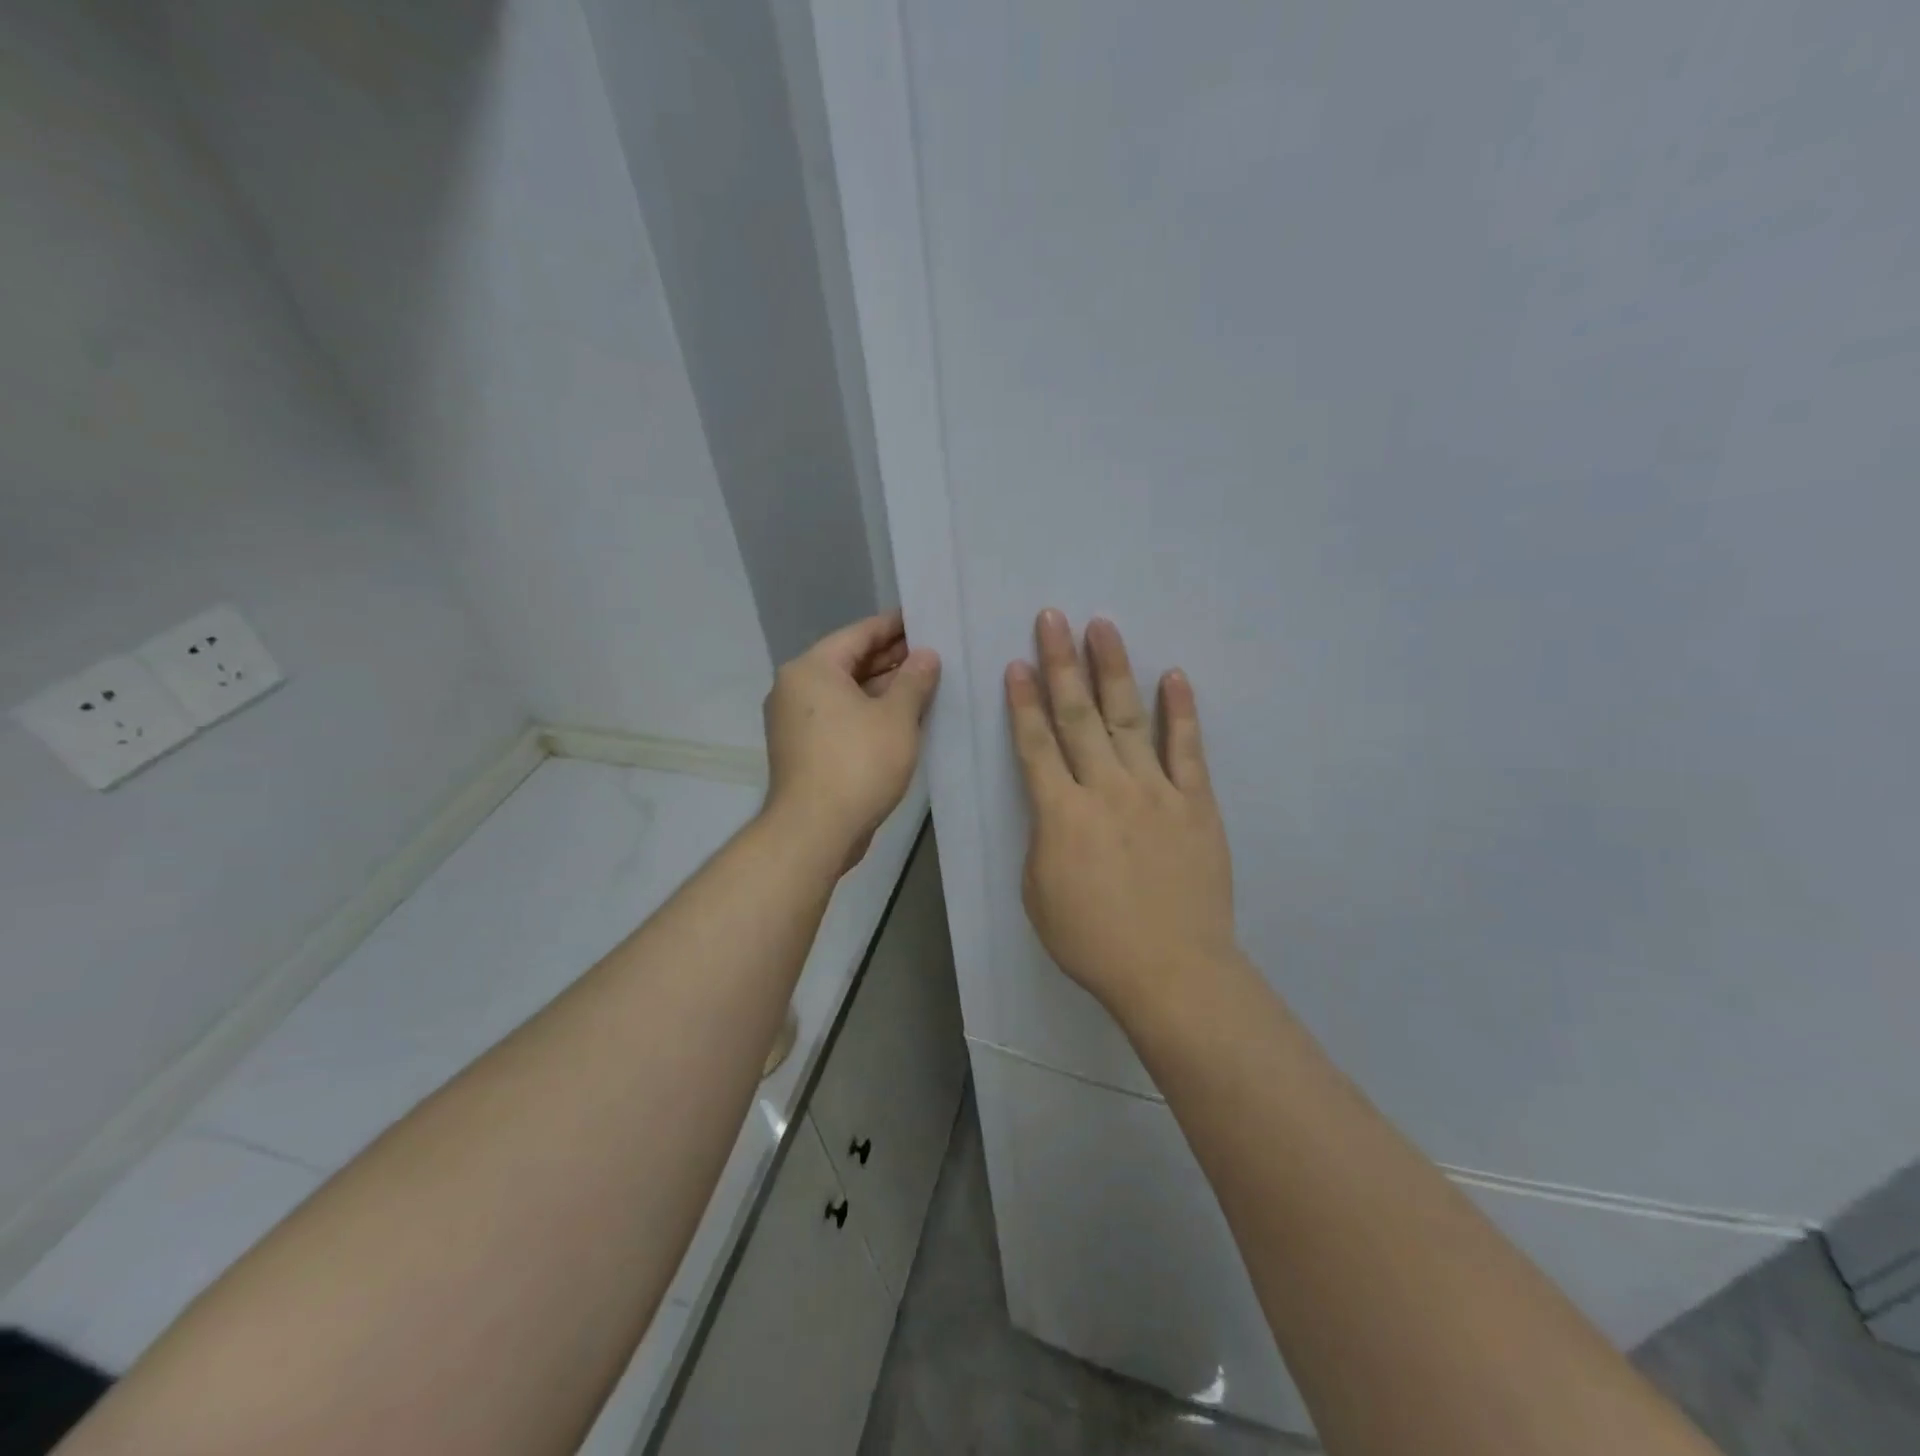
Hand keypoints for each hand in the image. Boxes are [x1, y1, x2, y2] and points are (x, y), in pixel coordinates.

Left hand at [763, 610, 940, 867]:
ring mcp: (795, 721)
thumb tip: (926, 655)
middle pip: (849, 662)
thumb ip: (914, 680)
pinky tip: (902, 717)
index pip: (859, 633)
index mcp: (812, 668)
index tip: (925, 620)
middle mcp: (795, 688)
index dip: (895, 626)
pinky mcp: (803, 749)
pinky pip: (840, 717)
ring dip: (882, 689)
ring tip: (925, 683)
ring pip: (846, 692)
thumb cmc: (858, 763)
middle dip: (891, 659)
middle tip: (933, 653)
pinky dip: (868, 713)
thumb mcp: (896, 717)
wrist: (815, 830)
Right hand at [1006, 610, 1240, 1025]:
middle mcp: (1105, 788)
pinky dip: (1180, 711)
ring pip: (1128, 718)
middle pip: (1078, 715)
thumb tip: (1057, 806)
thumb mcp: (1039, 893)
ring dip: (1113, 669)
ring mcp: (1155, 790)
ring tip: (1102, 627)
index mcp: (1060, 813)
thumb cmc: (1092, 940)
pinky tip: (1173, 676)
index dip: (1023, 701)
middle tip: (1052, 618)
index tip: (1016, 663)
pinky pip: (1187, 748)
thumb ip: (1044, 837)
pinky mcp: (1195, 802)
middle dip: (1061, 664)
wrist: (1172, 970)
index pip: (1035, 744)